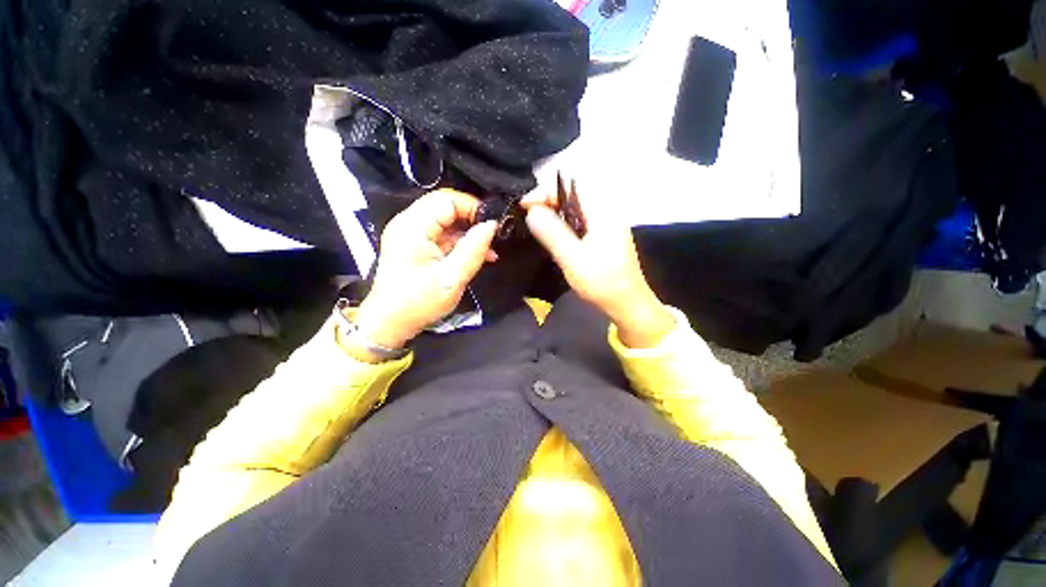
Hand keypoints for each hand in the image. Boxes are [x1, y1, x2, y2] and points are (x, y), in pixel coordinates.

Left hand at [353, 190, 497, 351]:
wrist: (390, 323)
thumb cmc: (418, 302)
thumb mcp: (452, 278)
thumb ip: (473, 250)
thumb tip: (491, 226)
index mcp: (413, 227)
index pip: (447, 199)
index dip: (473, 207)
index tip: (492, 225)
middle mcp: (408, 223)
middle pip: (446, 206)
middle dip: (472, 219)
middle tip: (492, 236)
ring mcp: (410, 233)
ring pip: (446, 220)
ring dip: (468, 232)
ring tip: (488, 250)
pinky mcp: (415, 244)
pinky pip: (441, 234)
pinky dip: (459, 242)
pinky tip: (476, 255)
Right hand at [521, 187, 674, 348]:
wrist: (627, 303)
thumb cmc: (602, 283)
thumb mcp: (573, 259)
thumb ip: (552, 233)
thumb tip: (532, 211)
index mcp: (603, 212)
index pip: (571, 185)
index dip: (545, 191)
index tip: (525, 206)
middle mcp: (606, 211)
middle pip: (573, 193)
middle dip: (547, 199)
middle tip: (527, 214)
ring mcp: (606, 223)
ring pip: (575, 207)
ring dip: (554, 210)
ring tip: (535, 222)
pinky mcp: (602, 235)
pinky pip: (579, 219)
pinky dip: (562, 221)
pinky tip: (552, 234)